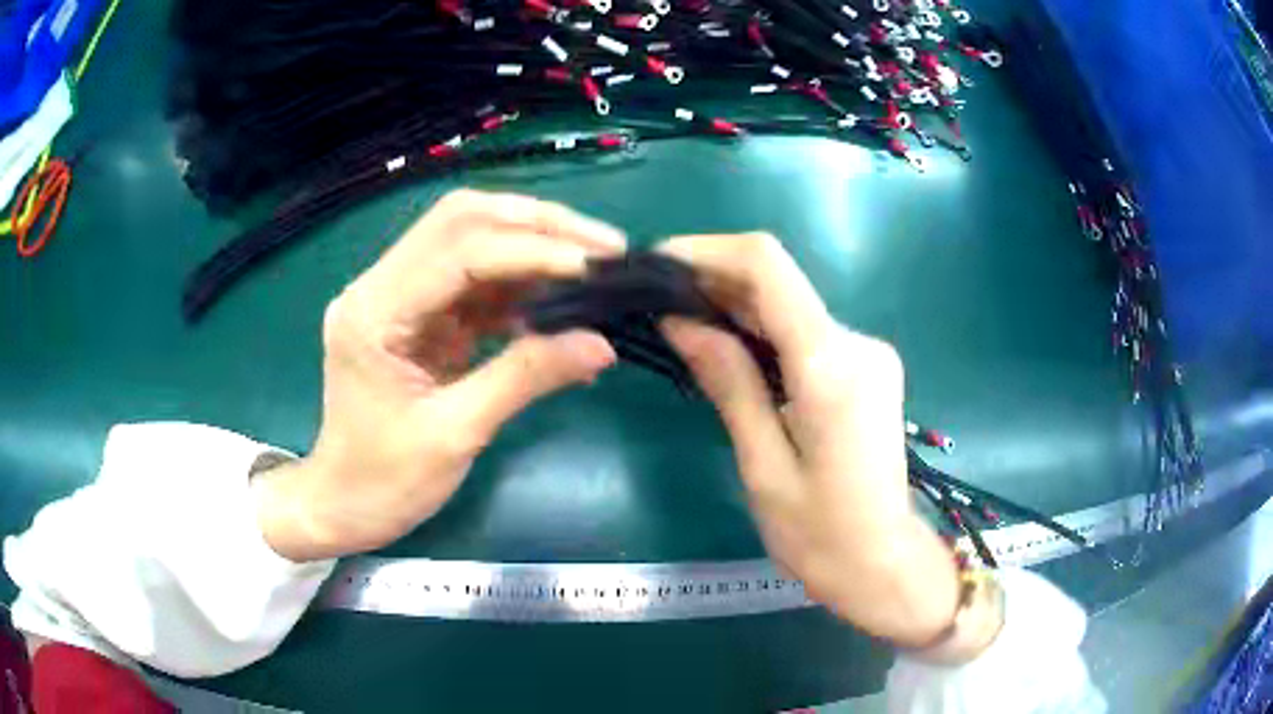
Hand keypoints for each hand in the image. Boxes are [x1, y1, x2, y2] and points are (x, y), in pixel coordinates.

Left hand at [256, 190, 624, 561]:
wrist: (345, 504)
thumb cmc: (385, 481)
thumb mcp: (456, 434)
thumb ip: (526, 379)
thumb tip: (602, 343)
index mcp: (374, 311)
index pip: (459, 249)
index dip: (532, 249)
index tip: (595, 266)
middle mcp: (380, 285)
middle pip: (463, 220)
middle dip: (538, 225)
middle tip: (603, 246)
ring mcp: (399, 295)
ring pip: (473, 240)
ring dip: (535, 247)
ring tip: (594, 266)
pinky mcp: (419, 314)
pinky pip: (476, 281)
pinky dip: (522, 286)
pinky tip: (563, 302)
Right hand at [657, 233, 974, 649]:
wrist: (883, 564)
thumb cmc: (818, 535)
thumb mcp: (762, 464)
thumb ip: (728, 382)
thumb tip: (679, 319)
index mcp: (832, 365)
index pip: (768, 267)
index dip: (707, 251)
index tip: (658, 265)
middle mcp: (857, 342)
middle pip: (777, 282)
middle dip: (714, 283)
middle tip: (657, 306)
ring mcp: (867, 352)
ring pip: (789, 306)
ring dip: (735, 310)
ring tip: (682, 331)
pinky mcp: (867, 367)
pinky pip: (805, 333)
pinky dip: (763, 334)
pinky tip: (730, 356)